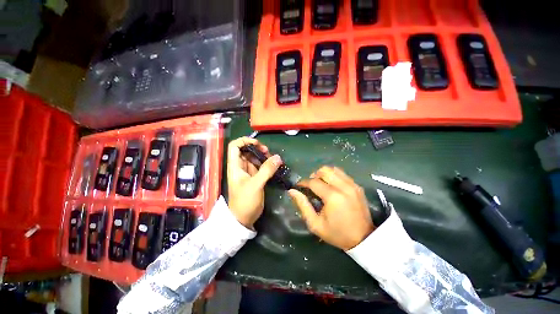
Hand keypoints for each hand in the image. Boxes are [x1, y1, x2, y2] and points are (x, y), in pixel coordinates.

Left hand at [227, 137, 282, 227]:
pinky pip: (260, 166)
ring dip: (263, 156)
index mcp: (235, 166)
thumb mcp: (255, 184)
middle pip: (246, 150)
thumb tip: (278, 157)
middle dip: (257, 148)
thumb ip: (266, 170)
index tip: (257, 144)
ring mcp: (247, 172)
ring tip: (273, 159)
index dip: (244, 141)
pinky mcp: (254, 177)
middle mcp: (240, 167)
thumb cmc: (245, 201)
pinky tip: (273, 165)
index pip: (234, 146)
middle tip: (268, 152)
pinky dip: (266, 164)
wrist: (243, 218)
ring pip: (254, 158)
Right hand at [288, 166, 374, 250]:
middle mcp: (343, 187)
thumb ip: (303, 205)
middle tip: (311, 186)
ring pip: (333, 169)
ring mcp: (352, 185)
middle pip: (324, 170)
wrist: (363, 239)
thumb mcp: (315, 224)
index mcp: (333, 197)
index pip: (314, 182)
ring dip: (324, 174)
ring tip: (321, 184)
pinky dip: (333, 176)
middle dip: (314, 175)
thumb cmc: (337, 234)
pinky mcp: (357, 186)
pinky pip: (342, 174)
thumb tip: (292, 191)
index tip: (299, 186)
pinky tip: (331, 186)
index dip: (303, 182)